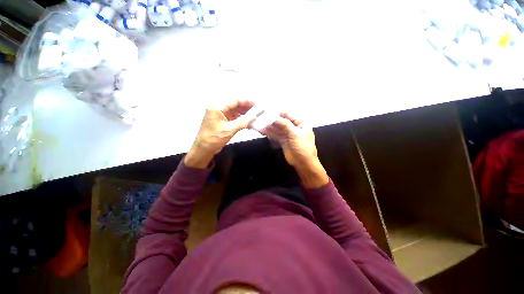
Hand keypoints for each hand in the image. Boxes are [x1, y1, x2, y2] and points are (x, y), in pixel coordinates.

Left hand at [185, 100, 255, 168]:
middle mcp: (218, 109)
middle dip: (246, 108)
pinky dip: (241, 120)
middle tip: (258, 111)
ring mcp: (220, 116)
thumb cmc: (214, 138)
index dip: (246, 101)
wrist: (204, 149)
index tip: (256, 104)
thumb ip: (243, 122)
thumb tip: (254, 116)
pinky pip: (233, 118)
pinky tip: (249, 123)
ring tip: (255, 117)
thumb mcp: (230, 130)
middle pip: (235, 105)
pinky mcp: (222, 122)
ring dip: (244, 114)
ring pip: (235, 112)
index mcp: (217, 107)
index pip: (234, 101)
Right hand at [260, 113, 317, 167]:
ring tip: (260, 125)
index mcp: (301, 124)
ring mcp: (288, 136)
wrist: (303, 163)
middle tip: (262, 119)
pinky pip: (276, 136)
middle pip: (282, 123)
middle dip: (273, 121)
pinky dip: (270, 134)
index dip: (280, 114)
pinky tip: (263, 131)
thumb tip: (274, 118)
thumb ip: (285, 124)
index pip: (290, 116)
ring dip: (270, 128)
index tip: (270, 111)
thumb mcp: (295, 134)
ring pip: (278, 130)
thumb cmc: (302, 147)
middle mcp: (294, 129)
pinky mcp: (283, 142)